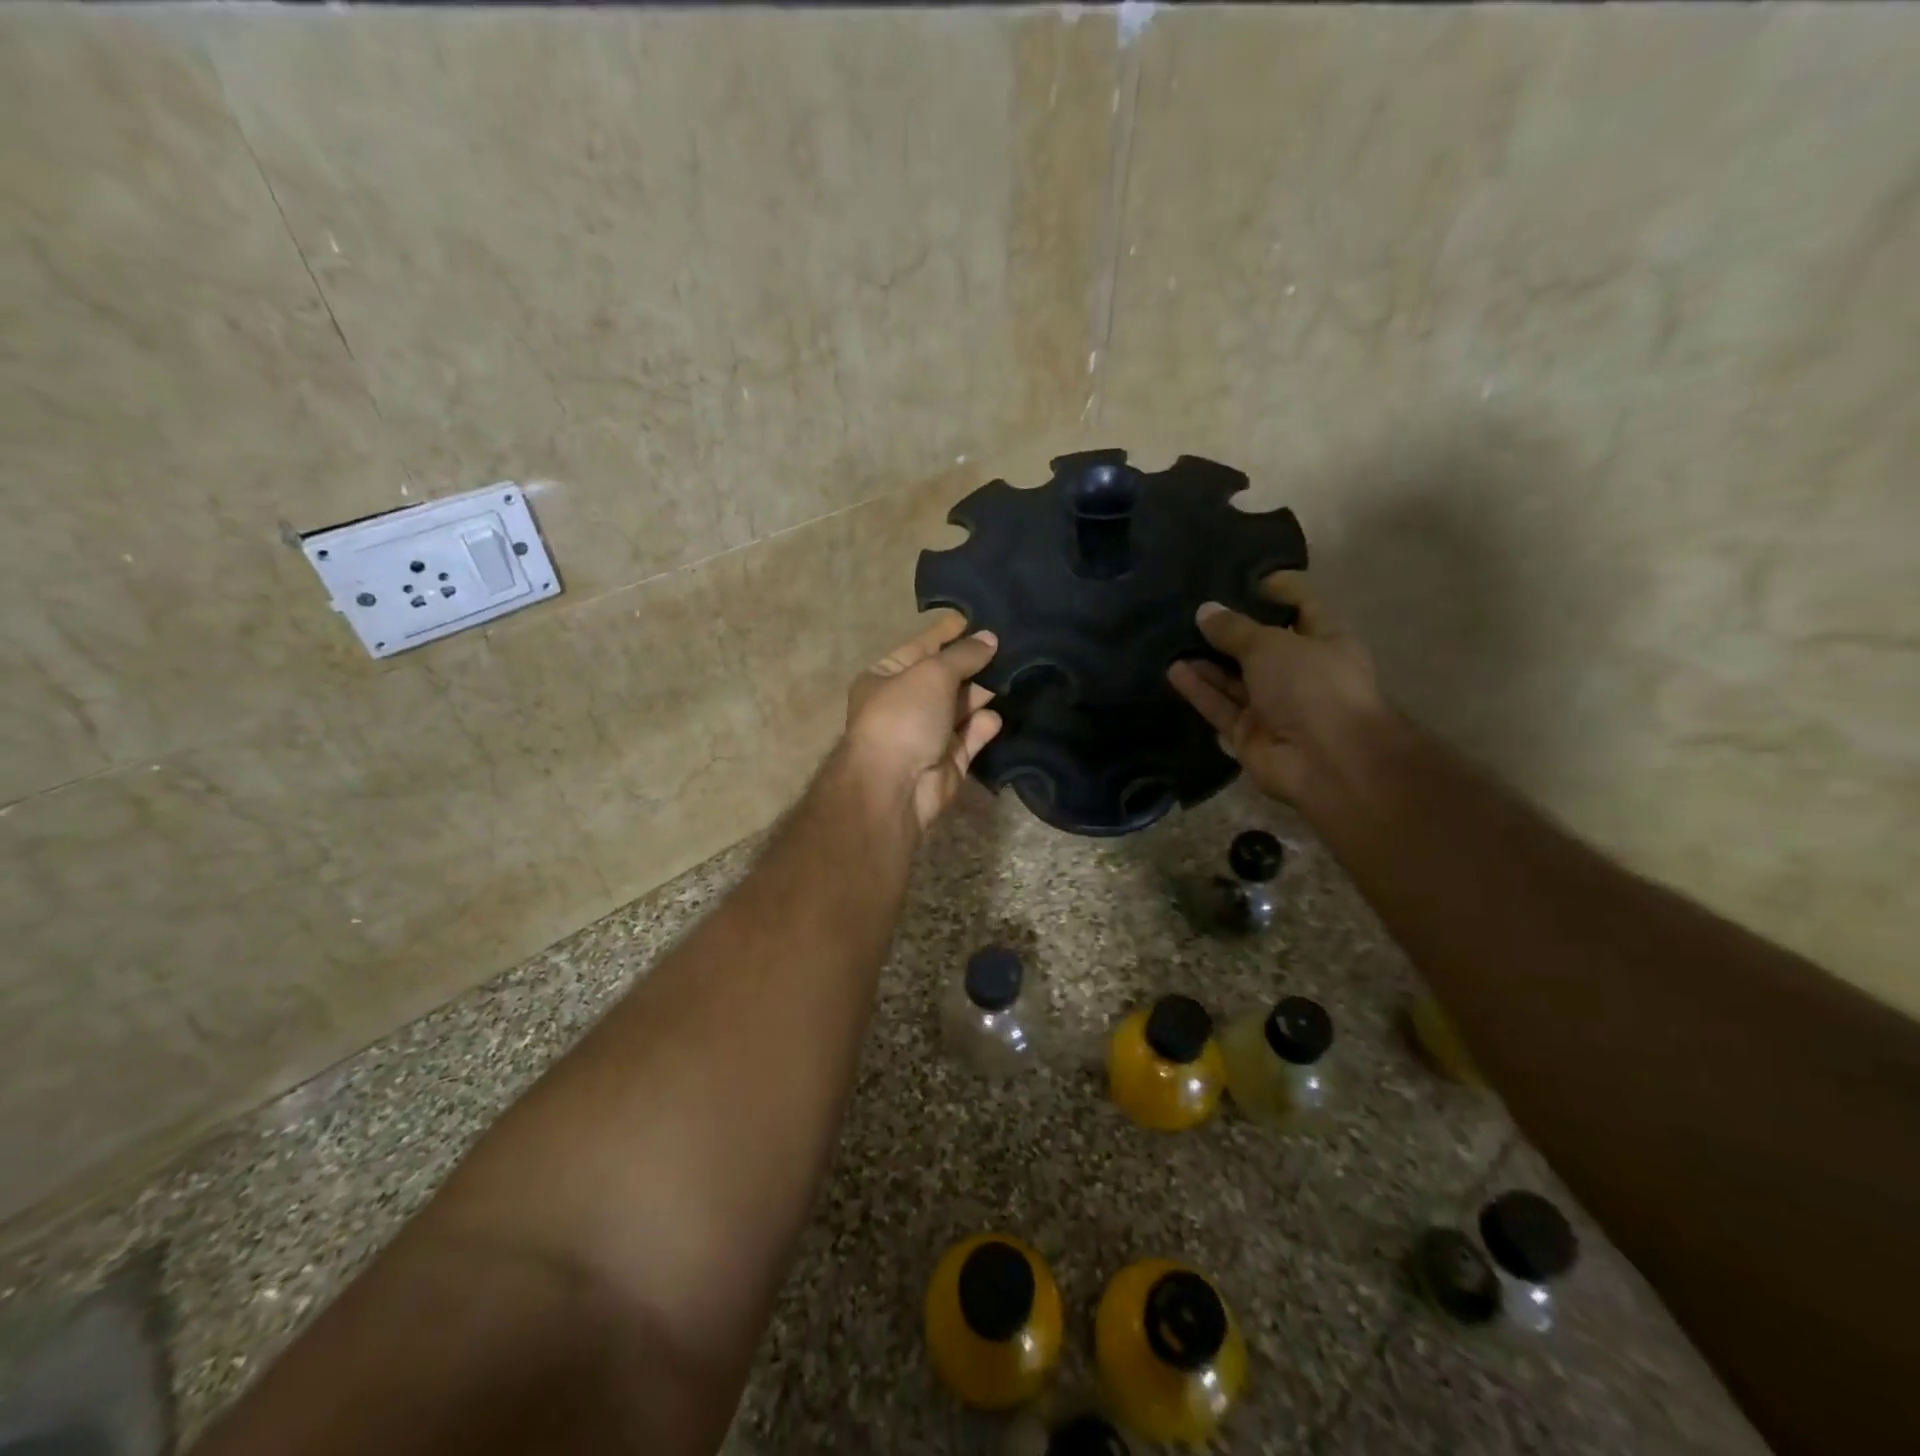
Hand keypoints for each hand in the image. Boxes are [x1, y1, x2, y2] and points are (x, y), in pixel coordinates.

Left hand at [844, 613, 1002, 830]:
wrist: (895, 786)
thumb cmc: (903, 716)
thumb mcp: (932, 673)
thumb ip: (964, 655)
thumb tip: (990, 638)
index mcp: (885, 677)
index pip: (921, 647)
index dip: (947, 632)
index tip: (979, 617)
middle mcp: (904, 705)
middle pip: (944, 678)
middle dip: (972, 664)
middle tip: (1009, 646)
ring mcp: (925, 735)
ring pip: (960, 708)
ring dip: (982, 694)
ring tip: (1014, 674)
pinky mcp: (947, 762)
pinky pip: (969, 737)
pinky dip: (982, 726)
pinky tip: (996, 716)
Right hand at [1166, 572, 1385, 804]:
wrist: (1327, 760)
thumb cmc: (1313, 685)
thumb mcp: (1271, 644)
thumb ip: (1234, 629)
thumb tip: (1205, 611)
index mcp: (1325, 640)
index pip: (1301, 606)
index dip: (1276, 590)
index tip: (1240, 577)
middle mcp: (1300, 672)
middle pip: (1260, 645)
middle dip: (1229, 629)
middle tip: (1192, 607)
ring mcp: (1274, 706)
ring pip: (1234, 678)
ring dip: (1207, 660)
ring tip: (1172, 637)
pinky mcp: (1248, 734)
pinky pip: (1220, 707)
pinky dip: (1199, 690)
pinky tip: (1173, 670)